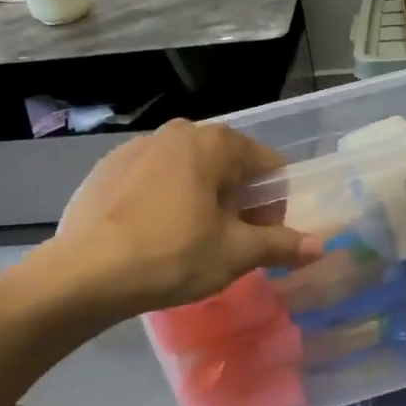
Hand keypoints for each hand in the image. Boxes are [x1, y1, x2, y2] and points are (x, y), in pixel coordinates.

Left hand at [28, 121, 317, 322]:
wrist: (85, 274)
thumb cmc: (174, 255)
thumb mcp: (237, 253)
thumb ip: (282, 244)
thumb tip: (320, 246)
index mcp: (215, 142)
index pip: (269, 165)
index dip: (277, 203)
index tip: (265, 236)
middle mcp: (178, 132)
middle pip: (229, 166)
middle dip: (239, 202)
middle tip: (232, 243)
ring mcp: (137, 147)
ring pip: (190, 172)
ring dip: (204, 200)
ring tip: (193, 242)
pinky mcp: (106, 168)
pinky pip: (154, 181)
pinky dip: (167, 201)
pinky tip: (155, 236)